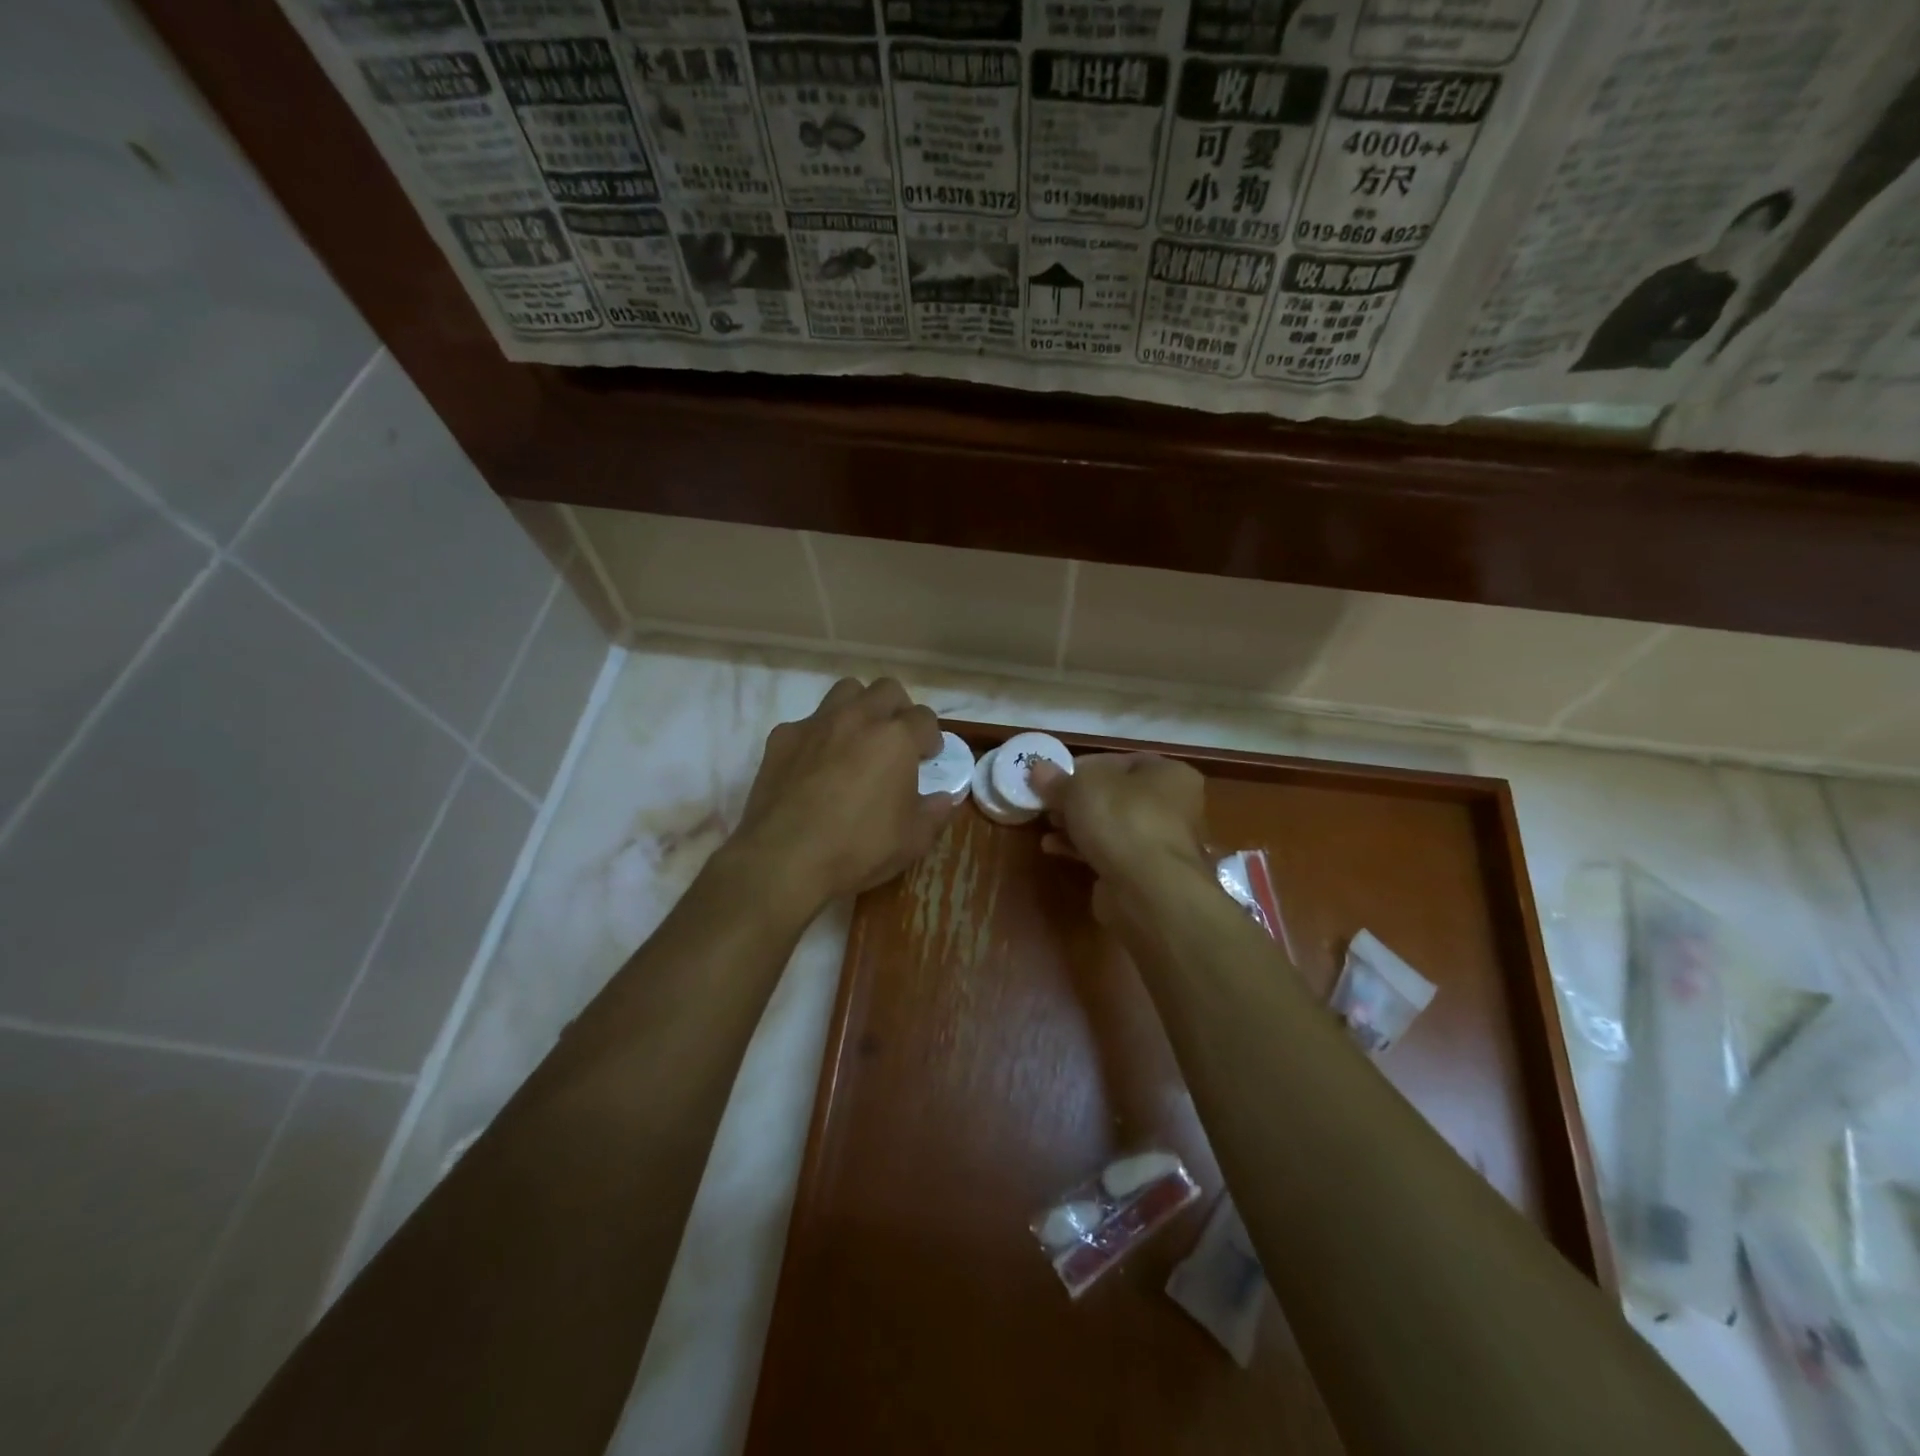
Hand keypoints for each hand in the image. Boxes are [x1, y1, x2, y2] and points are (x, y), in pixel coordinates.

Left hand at [724, 677, 956, 915]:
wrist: (784, 859)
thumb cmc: (858, 848)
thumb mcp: (912, 840)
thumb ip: (934, 812)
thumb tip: (944, 798)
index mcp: (896, 738)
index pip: (924, 718)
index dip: (930, 737)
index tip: (928, 757)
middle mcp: (858, 719)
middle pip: (887, 690)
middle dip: (898, 710)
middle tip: (896, 741)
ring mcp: (816, 724)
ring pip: (846, 692)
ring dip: (859, 708)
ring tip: (858, 740)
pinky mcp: (782, 737)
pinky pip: (808, 722)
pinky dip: (819, 735)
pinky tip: (816, 765)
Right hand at [1029, 753, 1209, 914]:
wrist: (1147, 890)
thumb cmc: (1122, 820)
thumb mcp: (1080, 788)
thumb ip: (1057, 779)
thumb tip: (1038, 768)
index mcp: (1168, 774)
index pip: (1119, 761)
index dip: (1083, 766)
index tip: (1053, 776)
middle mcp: (1172, 805)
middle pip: (1114, 795)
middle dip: (1077, 799)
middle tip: (1047, 802)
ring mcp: (1159, 842)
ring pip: (1110, 825)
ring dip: (1076, 824)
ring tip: (1046, 824)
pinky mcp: (1144, 873)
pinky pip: (1108, 852)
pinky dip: (1082, 848)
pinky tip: (1053, 847)